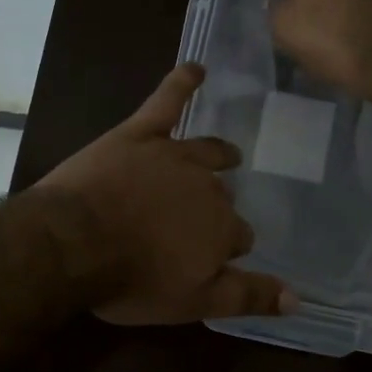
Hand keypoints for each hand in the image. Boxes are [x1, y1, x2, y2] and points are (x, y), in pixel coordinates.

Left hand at [37, 64, 296, 324]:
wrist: (74, 242)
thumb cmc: (131, 280)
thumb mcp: (192, 303)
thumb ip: (246, 297)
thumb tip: (297, 299)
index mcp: (221, 229)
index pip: (238, 237)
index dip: (225, 247)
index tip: (211, 257)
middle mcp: (207, 188)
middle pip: (221, 196)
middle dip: (216, 207)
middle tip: (197, 220)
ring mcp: (173, 156)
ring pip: (206, 151)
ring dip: (219, 154)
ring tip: (229, 154)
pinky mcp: (139, 134)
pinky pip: (167, 101)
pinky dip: (182, 83)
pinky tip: (196, 68)